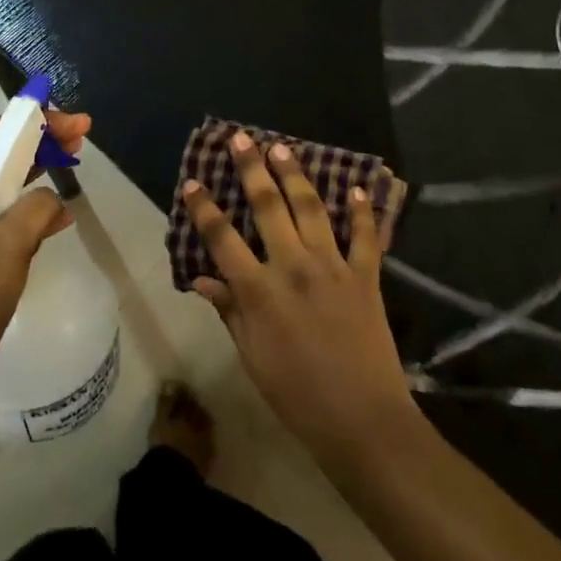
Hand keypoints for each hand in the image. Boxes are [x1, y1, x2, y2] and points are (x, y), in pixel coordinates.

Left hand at [0, 109, 91, 387]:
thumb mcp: (3, 251)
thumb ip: (32, 211)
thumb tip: (51, 198)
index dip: (34, 121)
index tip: (72, 125)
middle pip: (1, 152)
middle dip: (42, 139)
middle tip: (82, 137)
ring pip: (6, 180)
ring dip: (41, 167)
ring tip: (76, 162)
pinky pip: (7, 211)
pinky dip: (35, 204)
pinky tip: (62, 216)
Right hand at [184, 132, 418, 465]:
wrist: (361, 421)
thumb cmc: (297, 396)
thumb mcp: (251, 358)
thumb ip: (229, 311)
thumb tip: (201, 278)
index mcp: (259, 291)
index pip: (222, 239)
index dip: (205, 208)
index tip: (194, 182)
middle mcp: (293, 267)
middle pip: (268, 207)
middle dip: (252, 169)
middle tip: (242, 139)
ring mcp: (333, 267)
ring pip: (311, 209)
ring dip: (295, 175)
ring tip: (283, 148)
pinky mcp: (366, 276)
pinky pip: (365, 236)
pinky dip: (361, 211)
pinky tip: (356, 188)